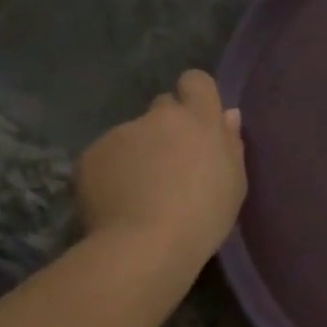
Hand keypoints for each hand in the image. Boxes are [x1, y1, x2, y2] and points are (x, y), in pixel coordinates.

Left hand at [75, 70, 246, 264]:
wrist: (146, 245)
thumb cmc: (204, 217)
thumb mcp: (234, 184)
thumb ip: (231, 144)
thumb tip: (228, 115)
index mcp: (199, 119)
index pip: (196, 81)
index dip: (195, 97)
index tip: (197, 125)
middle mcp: (159, 116)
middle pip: (163, 108)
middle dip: (166, 129)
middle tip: (170, 167)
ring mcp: (121, 132)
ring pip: (132, 135)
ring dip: (138, 154)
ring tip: (140, 194)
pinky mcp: (91, 154)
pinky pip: (106, 157)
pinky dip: (112, 173)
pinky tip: (118, 202)